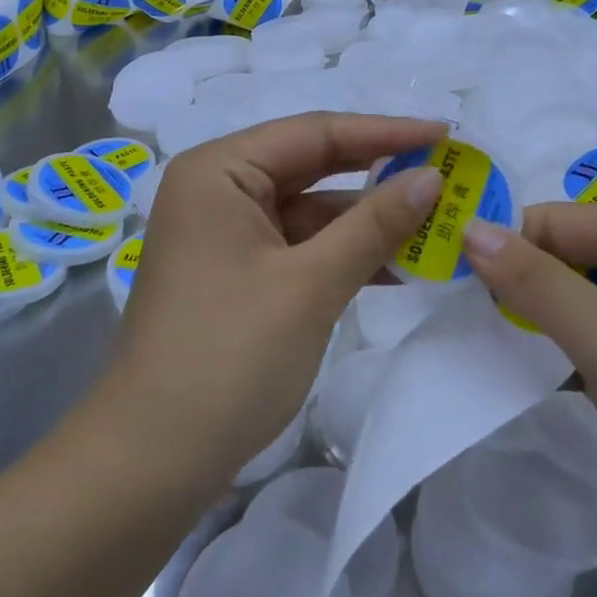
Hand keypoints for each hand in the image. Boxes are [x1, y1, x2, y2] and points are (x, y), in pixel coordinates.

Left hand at [102, 111, 445, 489]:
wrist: (151, 464)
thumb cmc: (228, 358)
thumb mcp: (311, 285)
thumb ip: (374, 224)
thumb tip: (432, 176)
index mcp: (219, 170)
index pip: (314, 132)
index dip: (384, 132)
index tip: (445, 133)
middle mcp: (217, 188)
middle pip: (311, 165)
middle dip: (378, 174)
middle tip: (445, 172)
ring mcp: (224, 233)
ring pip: (309, 208)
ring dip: (366, 221)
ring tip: (434, 225)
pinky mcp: (235, 272)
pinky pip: (298, 245)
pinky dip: (342, 253)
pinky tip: (395, 268)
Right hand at [463, 205, 596, 596]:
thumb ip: (535, 281)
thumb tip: (470, 227)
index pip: (555, 219)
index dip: (504, 243)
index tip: (447, 280)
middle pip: (566, 258)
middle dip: (515, 283)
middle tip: (455, 315)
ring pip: (577, 306)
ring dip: (533, 323)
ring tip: (476, 345)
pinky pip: (595, 350)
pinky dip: (558, 358)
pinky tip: (522, 379)